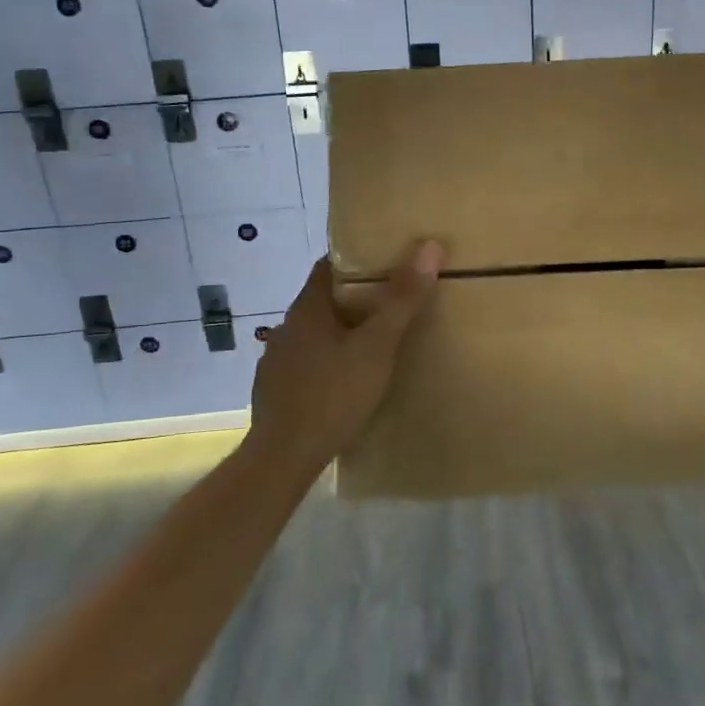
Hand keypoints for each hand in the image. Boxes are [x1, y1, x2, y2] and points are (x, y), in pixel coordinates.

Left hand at [244, 241, 442, 473]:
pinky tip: (346, 380)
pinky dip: (328, 361)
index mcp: (307, 308)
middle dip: (355, 297)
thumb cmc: (333, 395)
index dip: (357, 259)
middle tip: (392, 302)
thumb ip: (402, 300)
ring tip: (374, 342)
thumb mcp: (377, 347)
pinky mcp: (275, 390)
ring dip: (341, 332)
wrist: (283, 458)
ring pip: (315, 333)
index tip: (387, 261)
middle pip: (324, 299)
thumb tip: (429, 246)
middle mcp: (287, 327)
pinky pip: (307, 362)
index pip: (329, 265)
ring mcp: (277, 360)